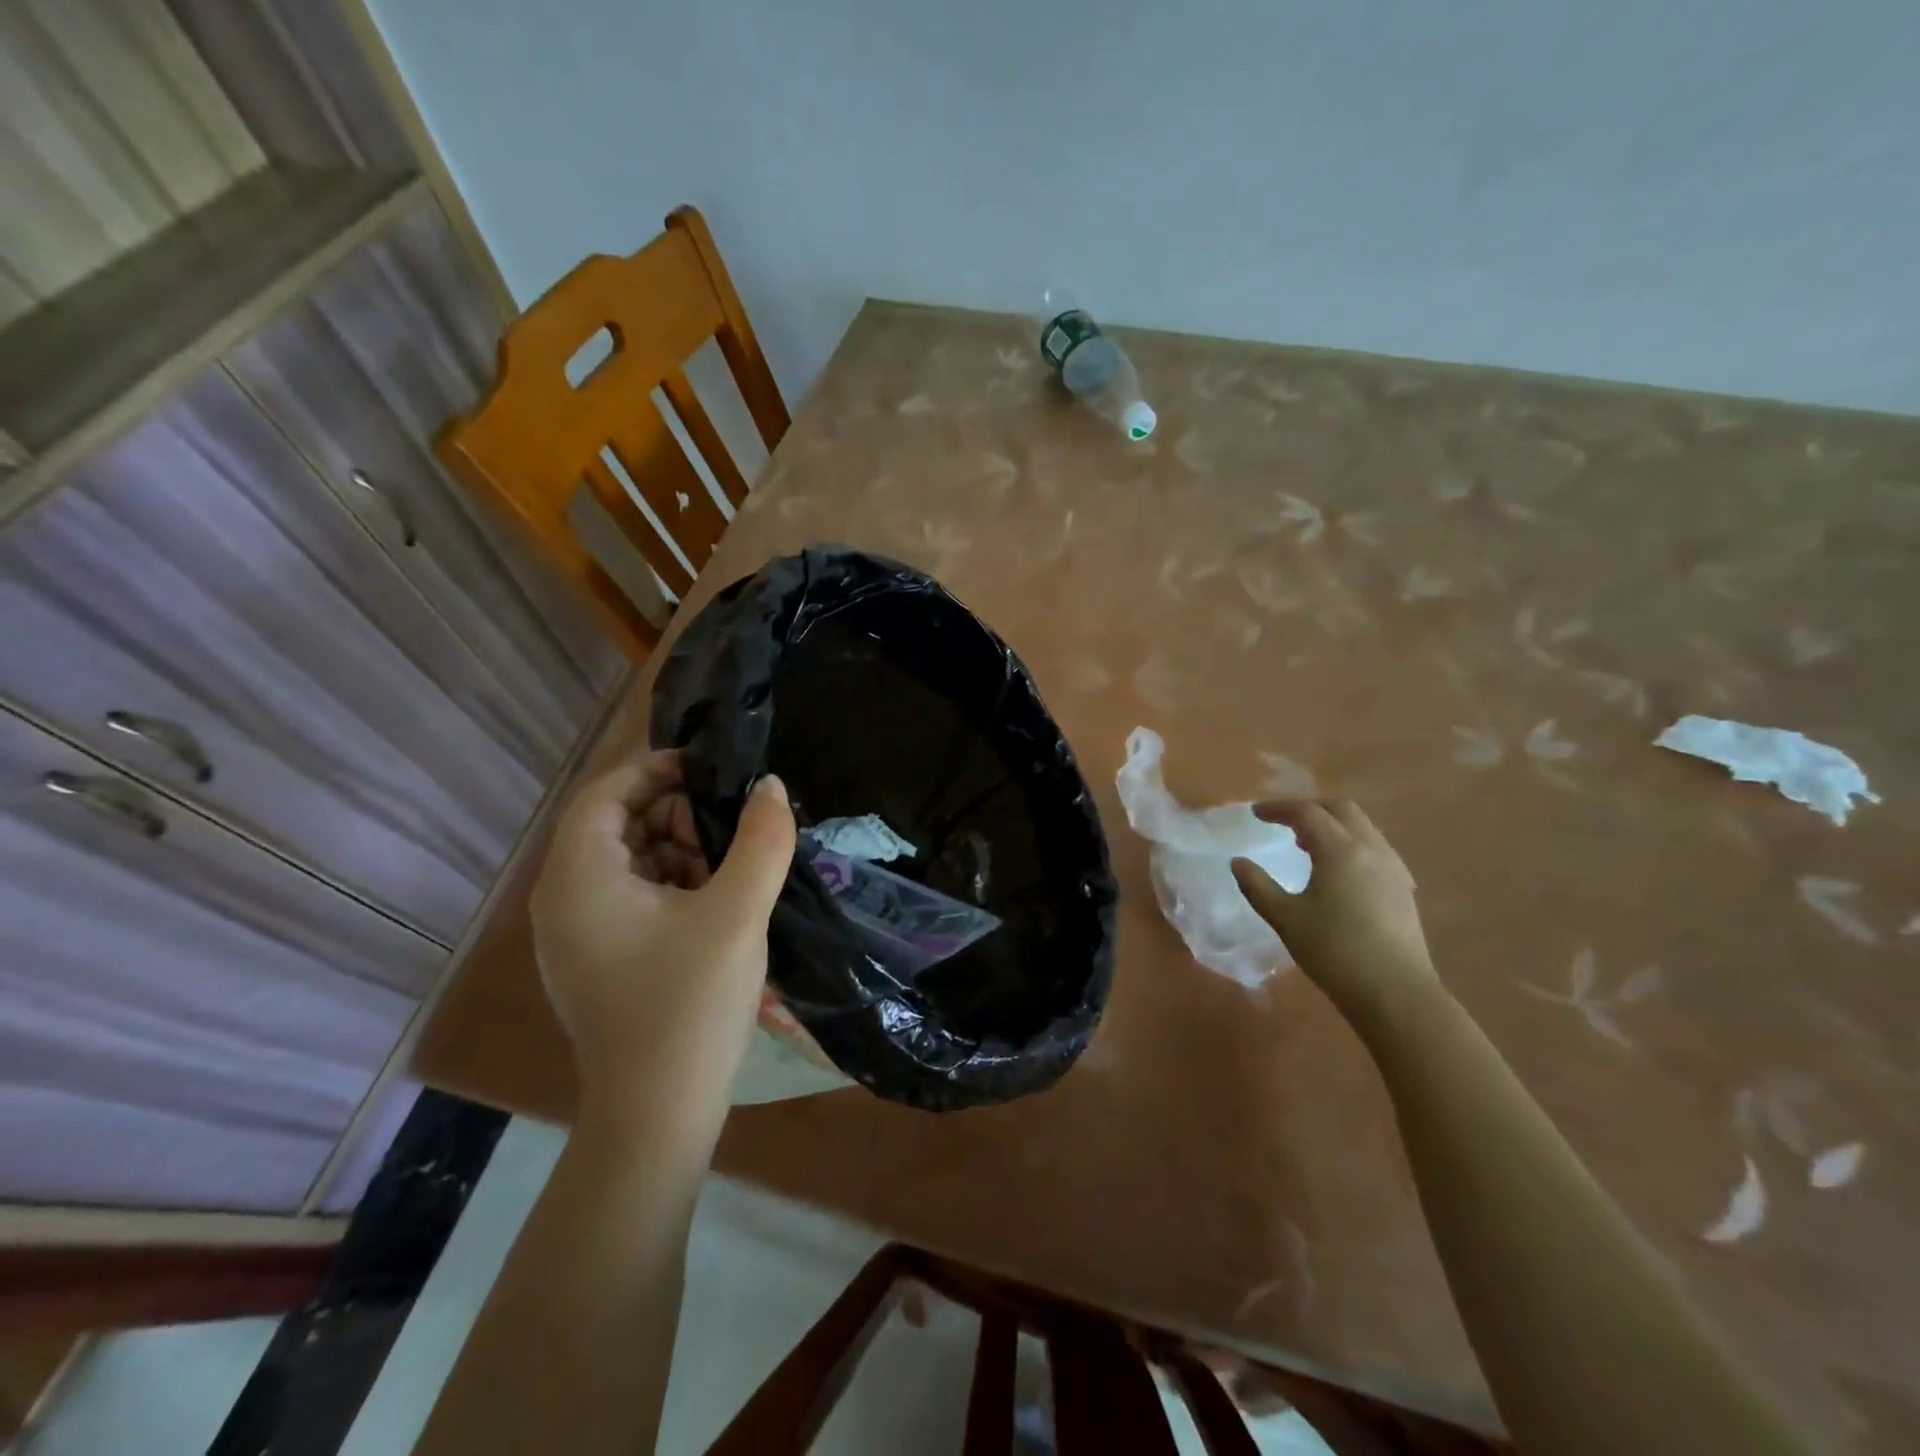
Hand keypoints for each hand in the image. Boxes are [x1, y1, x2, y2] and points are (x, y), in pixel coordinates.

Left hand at [530, 750, 795, 1121]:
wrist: (658, 1113)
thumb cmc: (690, 1003)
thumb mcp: (737, 912)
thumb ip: (761, 840)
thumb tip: (771, 787)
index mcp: (580, 878)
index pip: (605, 792)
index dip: (656, 769)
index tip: (711, 769)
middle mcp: (564, 899)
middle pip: (615, 823)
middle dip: (675, 813)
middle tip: (731, 827)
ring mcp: (577, 934)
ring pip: (627, 860)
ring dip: (678, 849)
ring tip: (730, 868)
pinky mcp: (597, 959)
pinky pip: (630, 896)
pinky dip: (671, 884)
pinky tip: (715, 903)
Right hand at [1231, 800, 1439, 1032]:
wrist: (1396, 994)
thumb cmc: (1335, 952)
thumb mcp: (1286, 919)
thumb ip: (1258, 886)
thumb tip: (1238, 862)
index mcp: (1340, 851)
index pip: (1307, 813)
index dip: (1278, 809)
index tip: (1255, 814)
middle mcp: (1371, 850)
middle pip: (1341, 809)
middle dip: (1310, 808)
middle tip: (1283, 821)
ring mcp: (1393, 868)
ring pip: (1362, 827)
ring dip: (1332, 825)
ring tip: (1305, 843)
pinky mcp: (1403, 889)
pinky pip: (1374, 848)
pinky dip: (1350, 843)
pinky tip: (1337, 870)